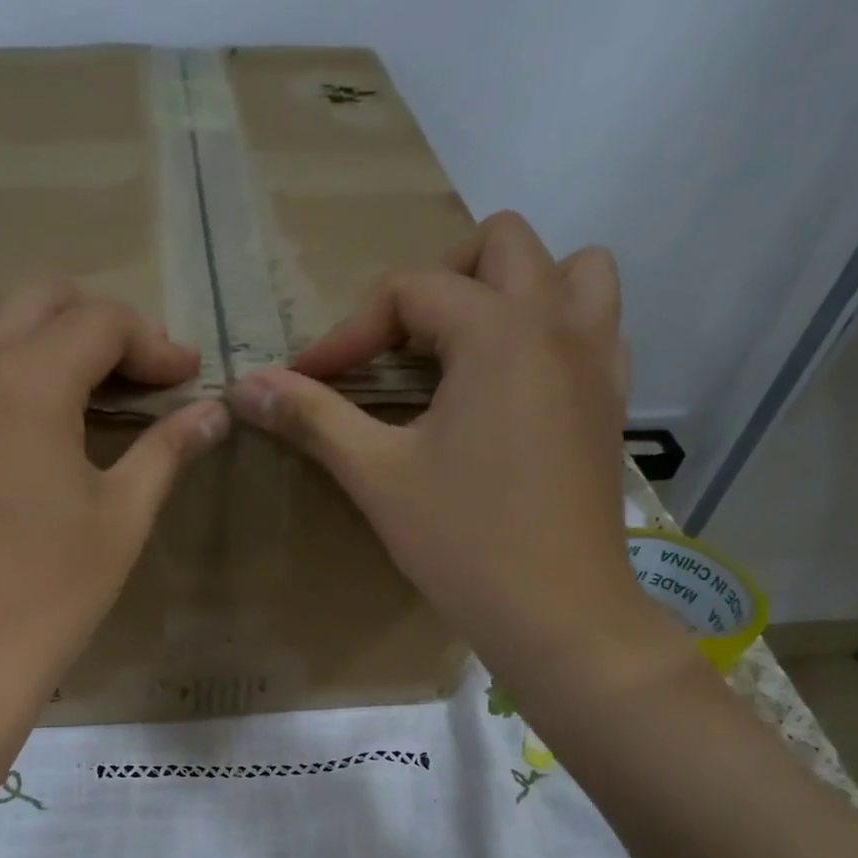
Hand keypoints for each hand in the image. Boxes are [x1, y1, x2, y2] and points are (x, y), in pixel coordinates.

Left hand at [0, 283, 227, 714]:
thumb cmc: (53, 591)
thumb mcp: (123, 517)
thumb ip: (167, 449)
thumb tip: (216, 411)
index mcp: (31, 379)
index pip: (102, 323)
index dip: (154, 342)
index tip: (183, 376)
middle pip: (37, 301)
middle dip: (94, 325)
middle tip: (130, 374)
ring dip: (17, 328)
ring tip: (48, 375)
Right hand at [228, 212, 660, 696]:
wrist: (556, 612)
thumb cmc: (462, 542)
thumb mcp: (377, 476)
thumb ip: (313, 418)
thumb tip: (244, 385)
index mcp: (498, 330)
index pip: (409, 291)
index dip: (348, 333)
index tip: (308, 381)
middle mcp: (558, 324)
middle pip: (502, 245)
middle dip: (436, 281)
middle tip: (396, 345)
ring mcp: (598, 360)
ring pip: (573, 270)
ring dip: (514, 288)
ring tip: (467, 346)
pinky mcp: (613, 403)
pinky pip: (597, 327)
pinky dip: (555, 331)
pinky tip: (514, 386)